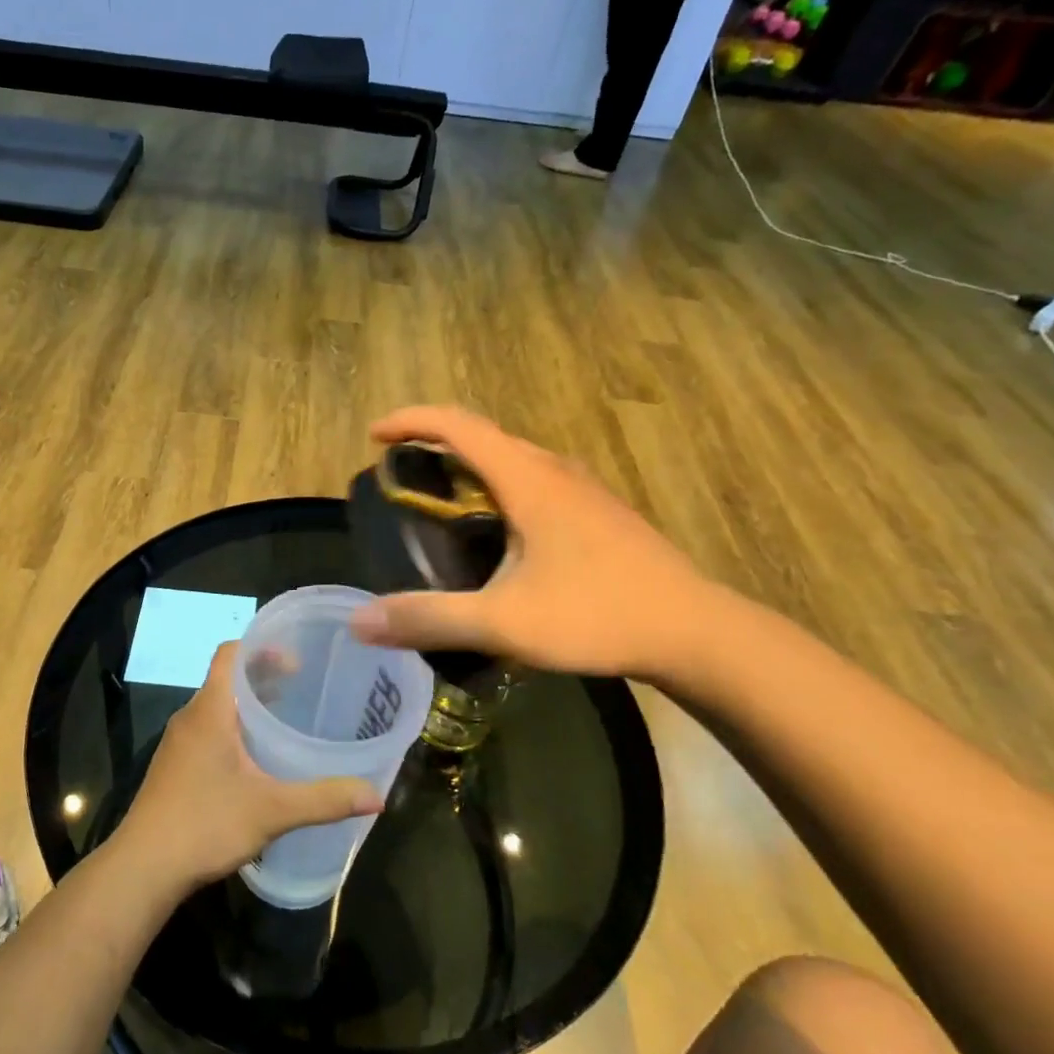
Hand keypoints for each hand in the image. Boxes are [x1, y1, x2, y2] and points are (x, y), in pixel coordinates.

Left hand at [118, 643, 382, 892]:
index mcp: (210, 710)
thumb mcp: (272, 811)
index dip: (261, 647)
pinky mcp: (174, 768)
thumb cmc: (205, 824)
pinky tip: (257, 759)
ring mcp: (178, 744)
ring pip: (218, 707)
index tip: (297, 659)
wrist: (143, 868)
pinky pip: (208, 731)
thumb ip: (324, 800)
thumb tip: (377, 797)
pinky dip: (234, 729)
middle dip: (263, 677)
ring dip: (249, 705)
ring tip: (286, 718)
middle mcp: (190, 717)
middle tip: (303, 686)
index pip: (230, 653)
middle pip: (227, 678)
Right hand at [348, 405, 720, 681]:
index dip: (410, 421)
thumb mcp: (503, 622)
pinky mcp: (598, 513)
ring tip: (440, 500)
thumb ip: (429, 618)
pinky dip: (498, 486)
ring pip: (512, 458)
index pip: (458, 425)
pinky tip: (498, 532)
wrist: (695, 632)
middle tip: (400, 473)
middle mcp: (554, 470)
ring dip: (469, 464)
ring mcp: (582, 490)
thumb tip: (358, 622)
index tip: (374, 436)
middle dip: (434, 442)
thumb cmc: (597, 615)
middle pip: (483, 436)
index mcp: (528, 479)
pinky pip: (533, 480)